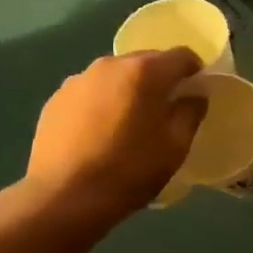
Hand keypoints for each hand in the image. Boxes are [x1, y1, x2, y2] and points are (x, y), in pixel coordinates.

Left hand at [25, 49, 206, 221]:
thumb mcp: (176, 146)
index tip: (196, 93)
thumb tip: (194, 96)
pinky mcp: (56, 99)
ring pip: (116, 76)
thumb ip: (191, 112)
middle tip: (165, 111)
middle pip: (146, 61)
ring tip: (129, 123)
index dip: (195, 71)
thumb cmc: (130, 170)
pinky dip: (102, 103)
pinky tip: (100, 133)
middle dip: (160, 79)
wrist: (64, 196)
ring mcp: (78, 80)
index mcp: (145, 72)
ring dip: (129, 90)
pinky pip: (91, 92)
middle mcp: (110, 65)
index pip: (182, 56)